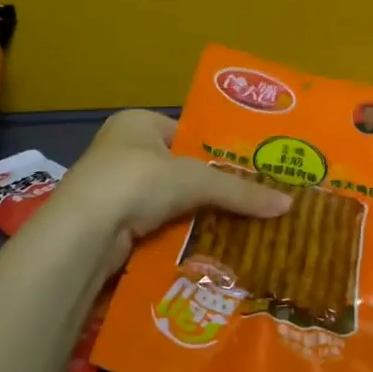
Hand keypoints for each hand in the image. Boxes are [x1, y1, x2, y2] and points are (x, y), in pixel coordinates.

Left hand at [54, 110, 292, 270]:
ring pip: (164, 201)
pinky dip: (173, 236)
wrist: (84, 233)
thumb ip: (240, 191)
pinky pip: (152, 226)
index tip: (245, 171)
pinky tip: (200, 248)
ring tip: (231, 229)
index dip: (214, 151)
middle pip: (176, 168)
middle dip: (205, 188)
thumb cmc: (138, 182)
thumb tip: (288, 205)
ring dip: (189, 215)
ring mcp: (110, 187)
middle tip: (245, 203)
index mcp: (136, 122)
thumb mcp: (196, 181)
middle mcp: (120, 149)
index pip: (185, 132)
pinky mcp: (108, 223)